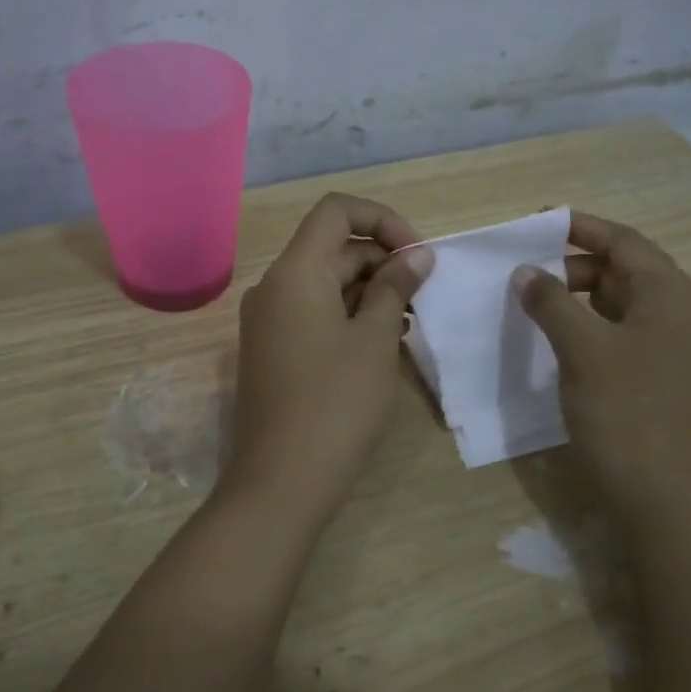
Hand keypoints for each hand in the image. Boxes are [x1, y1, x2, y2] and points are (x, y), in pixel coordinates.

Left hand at [222, 193, 434, 519]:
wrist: (281, 480)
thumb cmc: (336, 402)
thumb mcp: (376, 339)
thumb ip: (395, 287)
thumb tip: (416, 254)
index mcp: (295, 272)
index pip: (336, 211)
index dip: (382, 220)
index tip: (417, 254)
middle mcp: (273, 286)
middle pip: (332, 249)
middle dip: (381, 262)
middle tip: (423, 296)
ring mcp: (267, 320)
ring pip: (324, 284)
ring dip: (368, 292)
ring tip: (408, 325)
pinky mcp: (270, 350)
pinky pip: (312, 313)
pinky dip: (347, 316)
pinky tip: (380, 344)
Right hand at [513, 211, 690, 502]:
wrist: (668, 498)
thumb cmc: (628, 412)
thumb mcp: (583, 348)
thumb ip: (552, 302)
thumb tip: (527, 272)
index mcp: (670, 293)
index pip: (622, 241)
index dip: (578, 227)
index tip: (534, 222)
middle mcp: (678, 312)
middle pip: (622, 270)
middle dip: (572, 265)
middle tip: (524, 272)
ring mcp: (672, 348)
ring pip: (618, 304)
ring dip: (577, 298)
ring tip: (531, 304)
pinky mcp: (659, 377)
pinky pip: (619, 335)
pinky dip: (587, 328)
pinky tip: (554, 341)